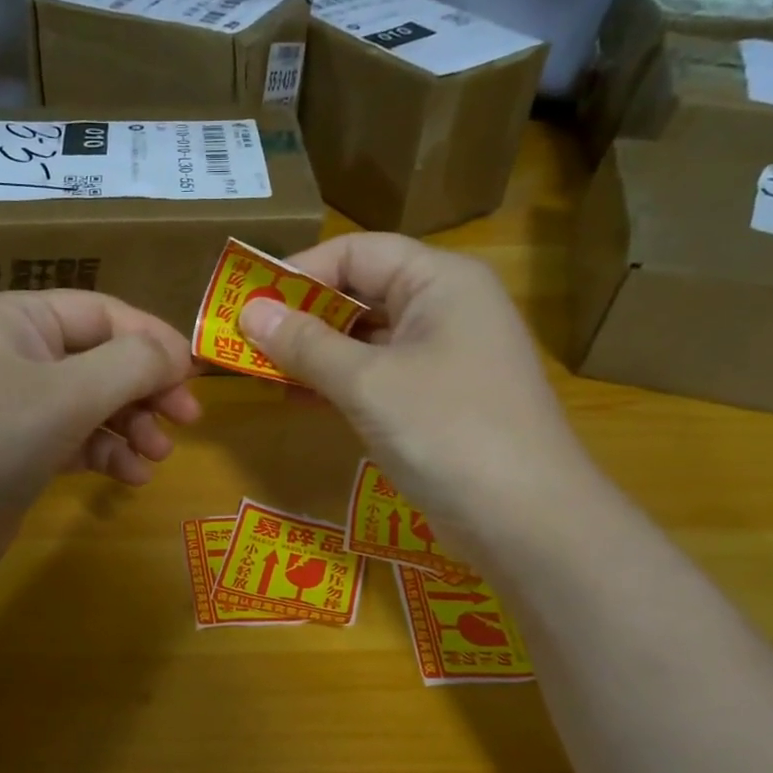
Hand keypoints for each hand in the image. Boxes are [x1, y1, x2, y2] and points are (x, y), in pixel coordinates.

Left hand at [0, 291, 199, 585]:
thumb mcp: (67, 395)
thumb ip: (132, 364)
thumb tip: (179, 353)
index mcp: (19, 318)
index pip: (105, 313)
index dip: (155, 341)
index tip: (197, 376)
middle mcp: (17, 352)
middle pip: (103, 358)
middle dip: (147, 390)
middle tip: (188, 421)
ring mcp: (16, 404)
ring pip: (95, 403)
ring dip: (132, 427)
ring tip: (157, 456)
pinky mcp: (20, 450)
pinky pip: (78, 439)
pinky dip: (107, 454)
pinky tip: (130, 478)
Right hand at [239, 232, 597, 549]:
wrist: (527, 520)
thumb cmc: (448, 432)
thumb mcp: (367, 383)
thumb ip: (306, 344)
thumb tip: (249, 313)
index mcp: (439, 281)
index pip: (356, 252)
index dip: (298, 272)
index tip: (247, 303)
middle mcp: (445, 308)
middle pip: (361, 292)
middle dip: (302, 316)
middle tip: (245, 341)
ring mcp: (445, 357)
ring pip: (366, 339)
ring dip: (315, 353)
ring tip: (262, 371)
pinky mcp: (439, 400)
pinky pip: (378, 376)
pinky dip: (339, 383)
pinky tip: (300, 398)